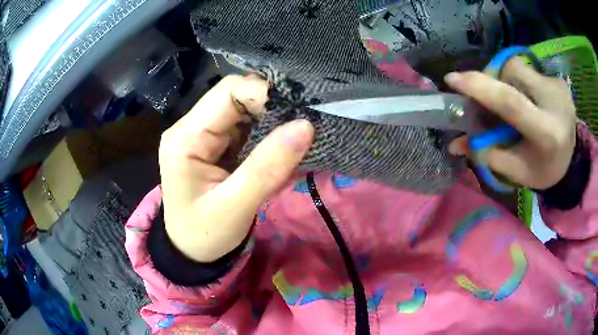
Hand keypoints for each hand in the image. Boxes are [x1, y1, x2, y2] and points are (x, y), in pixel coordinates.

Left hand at [159, 75, 313, 261]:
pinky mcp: (214, 144)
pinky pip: (246, 127)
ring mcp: (202, 134)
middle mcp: (191, 127)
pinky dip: (267, 136)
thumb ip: (268, 168)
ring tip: (293, 144)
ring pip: (245, 110)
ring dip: (272, 123)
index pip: (228, 92)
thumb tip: (305, 126)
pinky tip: (279, 152)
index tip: (299, 115)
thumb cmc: (205, 234)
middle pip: (237, 96)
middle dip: (272, 109)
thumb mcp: (235, 207)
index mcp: (185, 138)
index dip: (265, 94)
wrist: (191, 250)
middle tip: (301, 131)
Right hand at [446, 58, 576, 189]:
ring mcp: (558, 87)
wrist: (573, 160)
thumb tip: (455, 144)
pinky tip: (530, 100)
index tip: (452, 80)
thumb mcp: (517, 170)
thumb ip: (488, 154)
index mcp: (546, 133)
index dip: (480, 87)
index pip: (511, 102)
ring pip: (518, 68)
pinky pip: (529, 71)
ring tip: (515, 103)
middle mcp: (554, 103)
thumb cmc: (544, 170)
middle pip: (511, 74)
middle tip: (491, 101)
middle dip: (494, 83)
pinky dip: (521, 82)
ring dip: (507, 82)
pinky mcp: (559, 80)